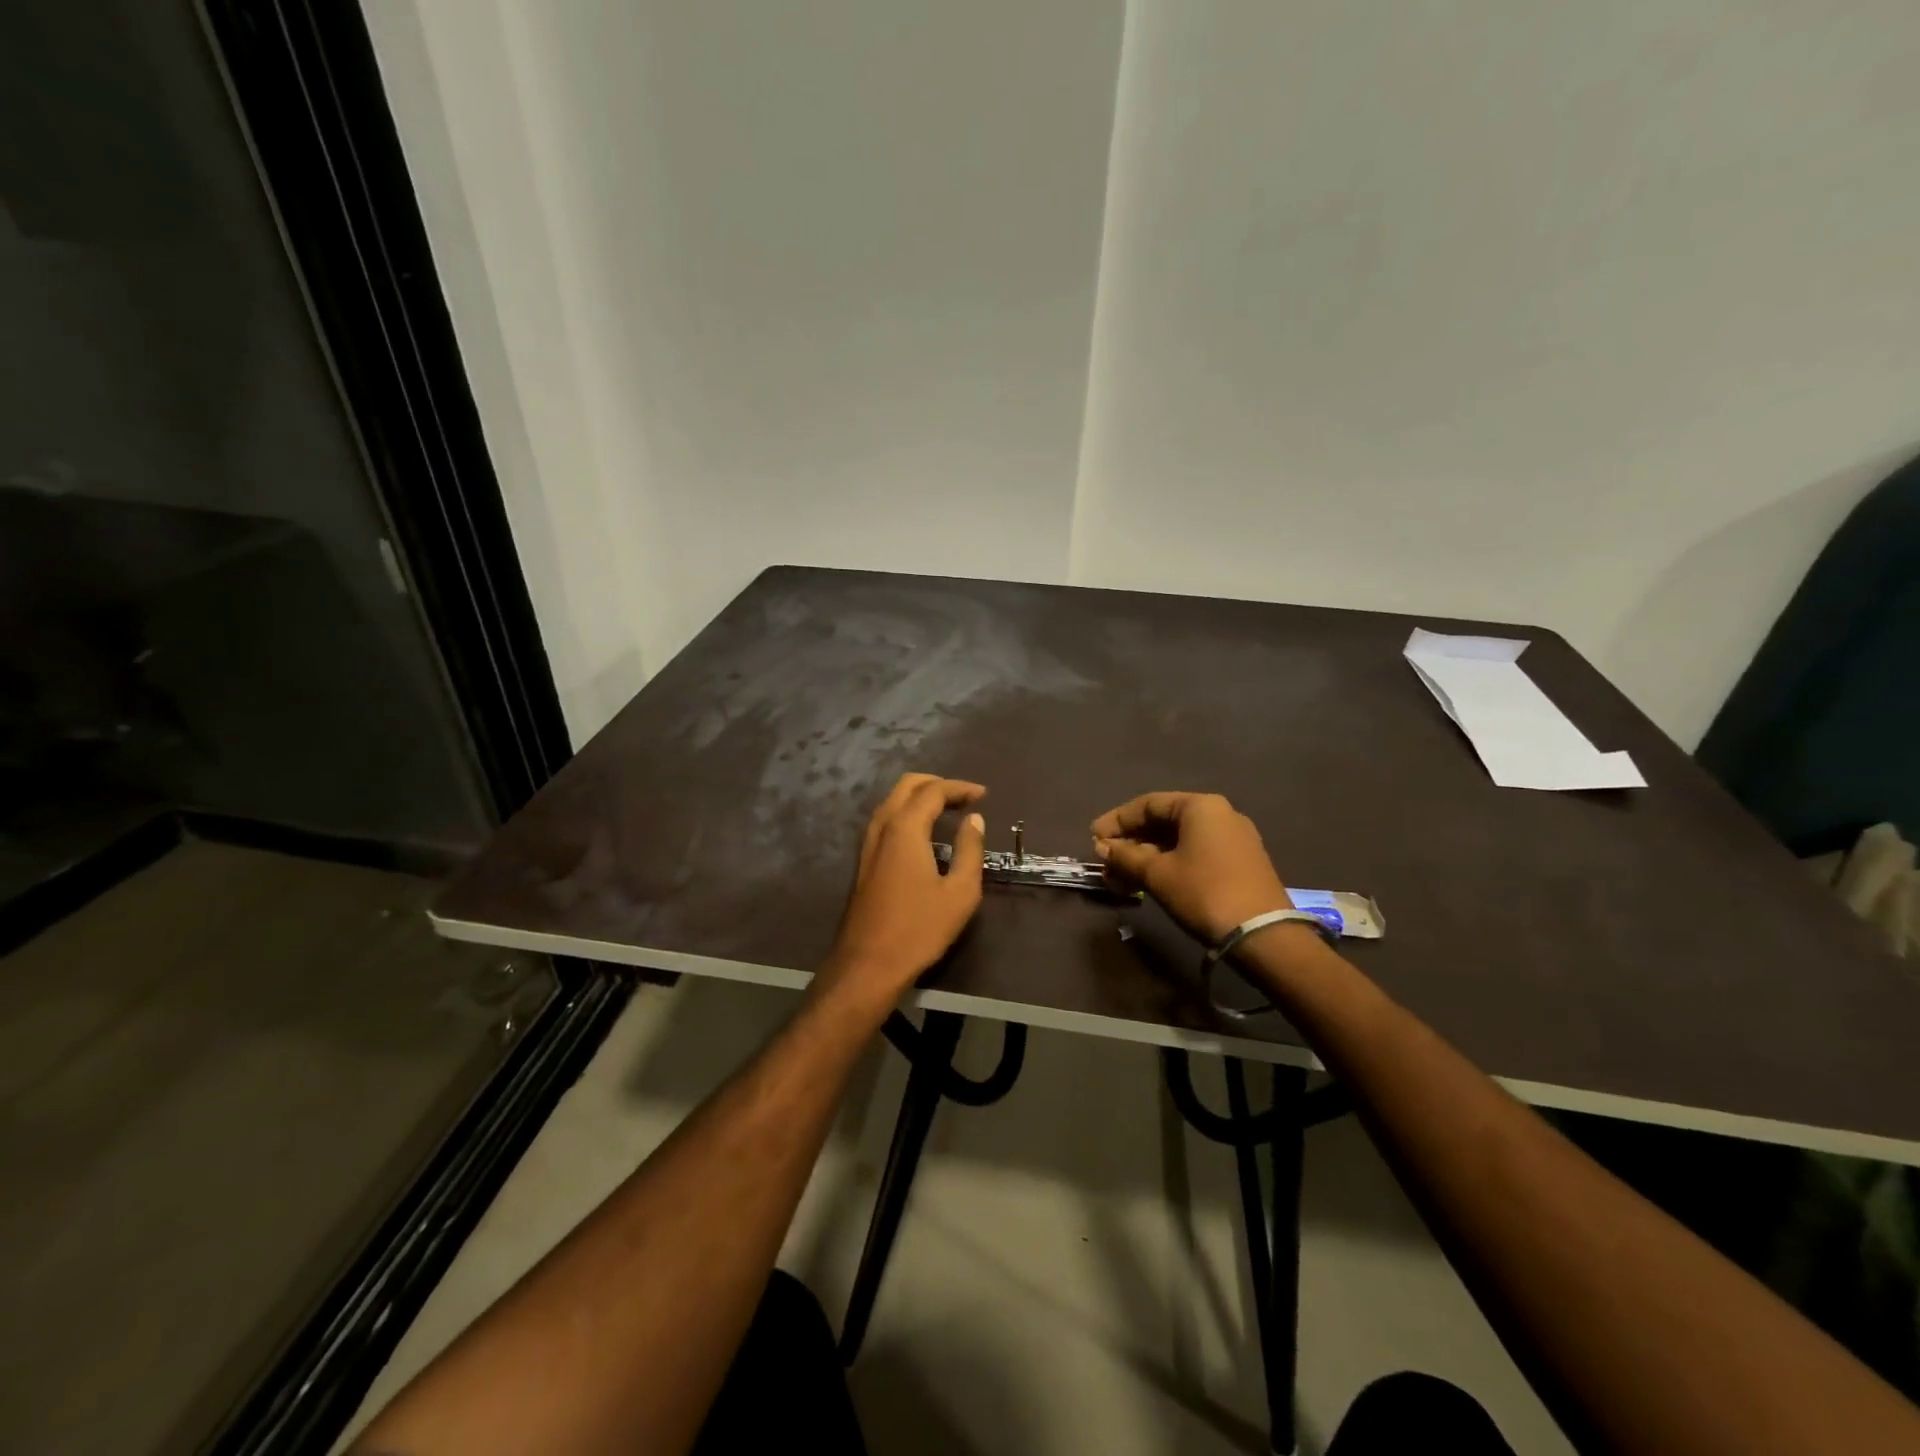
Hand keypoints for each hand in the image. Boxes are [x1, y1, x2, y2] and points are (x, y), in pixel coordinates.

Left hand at [818, 773, 987, 1004]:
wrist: (868, 964)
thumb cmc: (919, 929)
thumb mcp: (959, 892)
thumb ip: (970, 850)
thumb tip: (974, 820)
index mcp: (905, 828)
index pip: (933, 791)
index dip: (960, 788)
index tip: (983, 795)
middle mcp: (882, 827)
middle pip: (907, 786)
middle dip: (937, 784)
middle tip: (964, 797)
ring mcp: (868, 844)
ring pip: (892, 801)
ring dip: (920, 797)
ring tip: (948, 810)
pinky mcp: (864, 861)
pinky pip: (886, 820)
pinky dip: (908, 813)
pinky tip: (924, 832)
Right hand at [1091, 792, 1291, 944]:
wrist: (1263, 935)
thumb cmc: (1204, 892)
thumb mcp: (1157, 874)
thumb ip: (1126, 856)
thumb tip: (1103, 847)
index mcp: (1200, 806)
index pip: (1148, 804)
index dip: (1117, 820)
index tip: (1094, 838)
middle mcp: (1220, 814)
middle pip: (1164, 821)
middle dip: (1131, 842)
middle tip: (1106, 861)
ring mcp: (1233, 838)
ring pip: (1178, 840)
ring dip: (1146, 857)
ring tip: (1121, 879)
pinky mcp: (1240, 862)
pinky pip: (1195, 853)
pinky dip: (1168, 864)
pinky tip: (1148, 882)